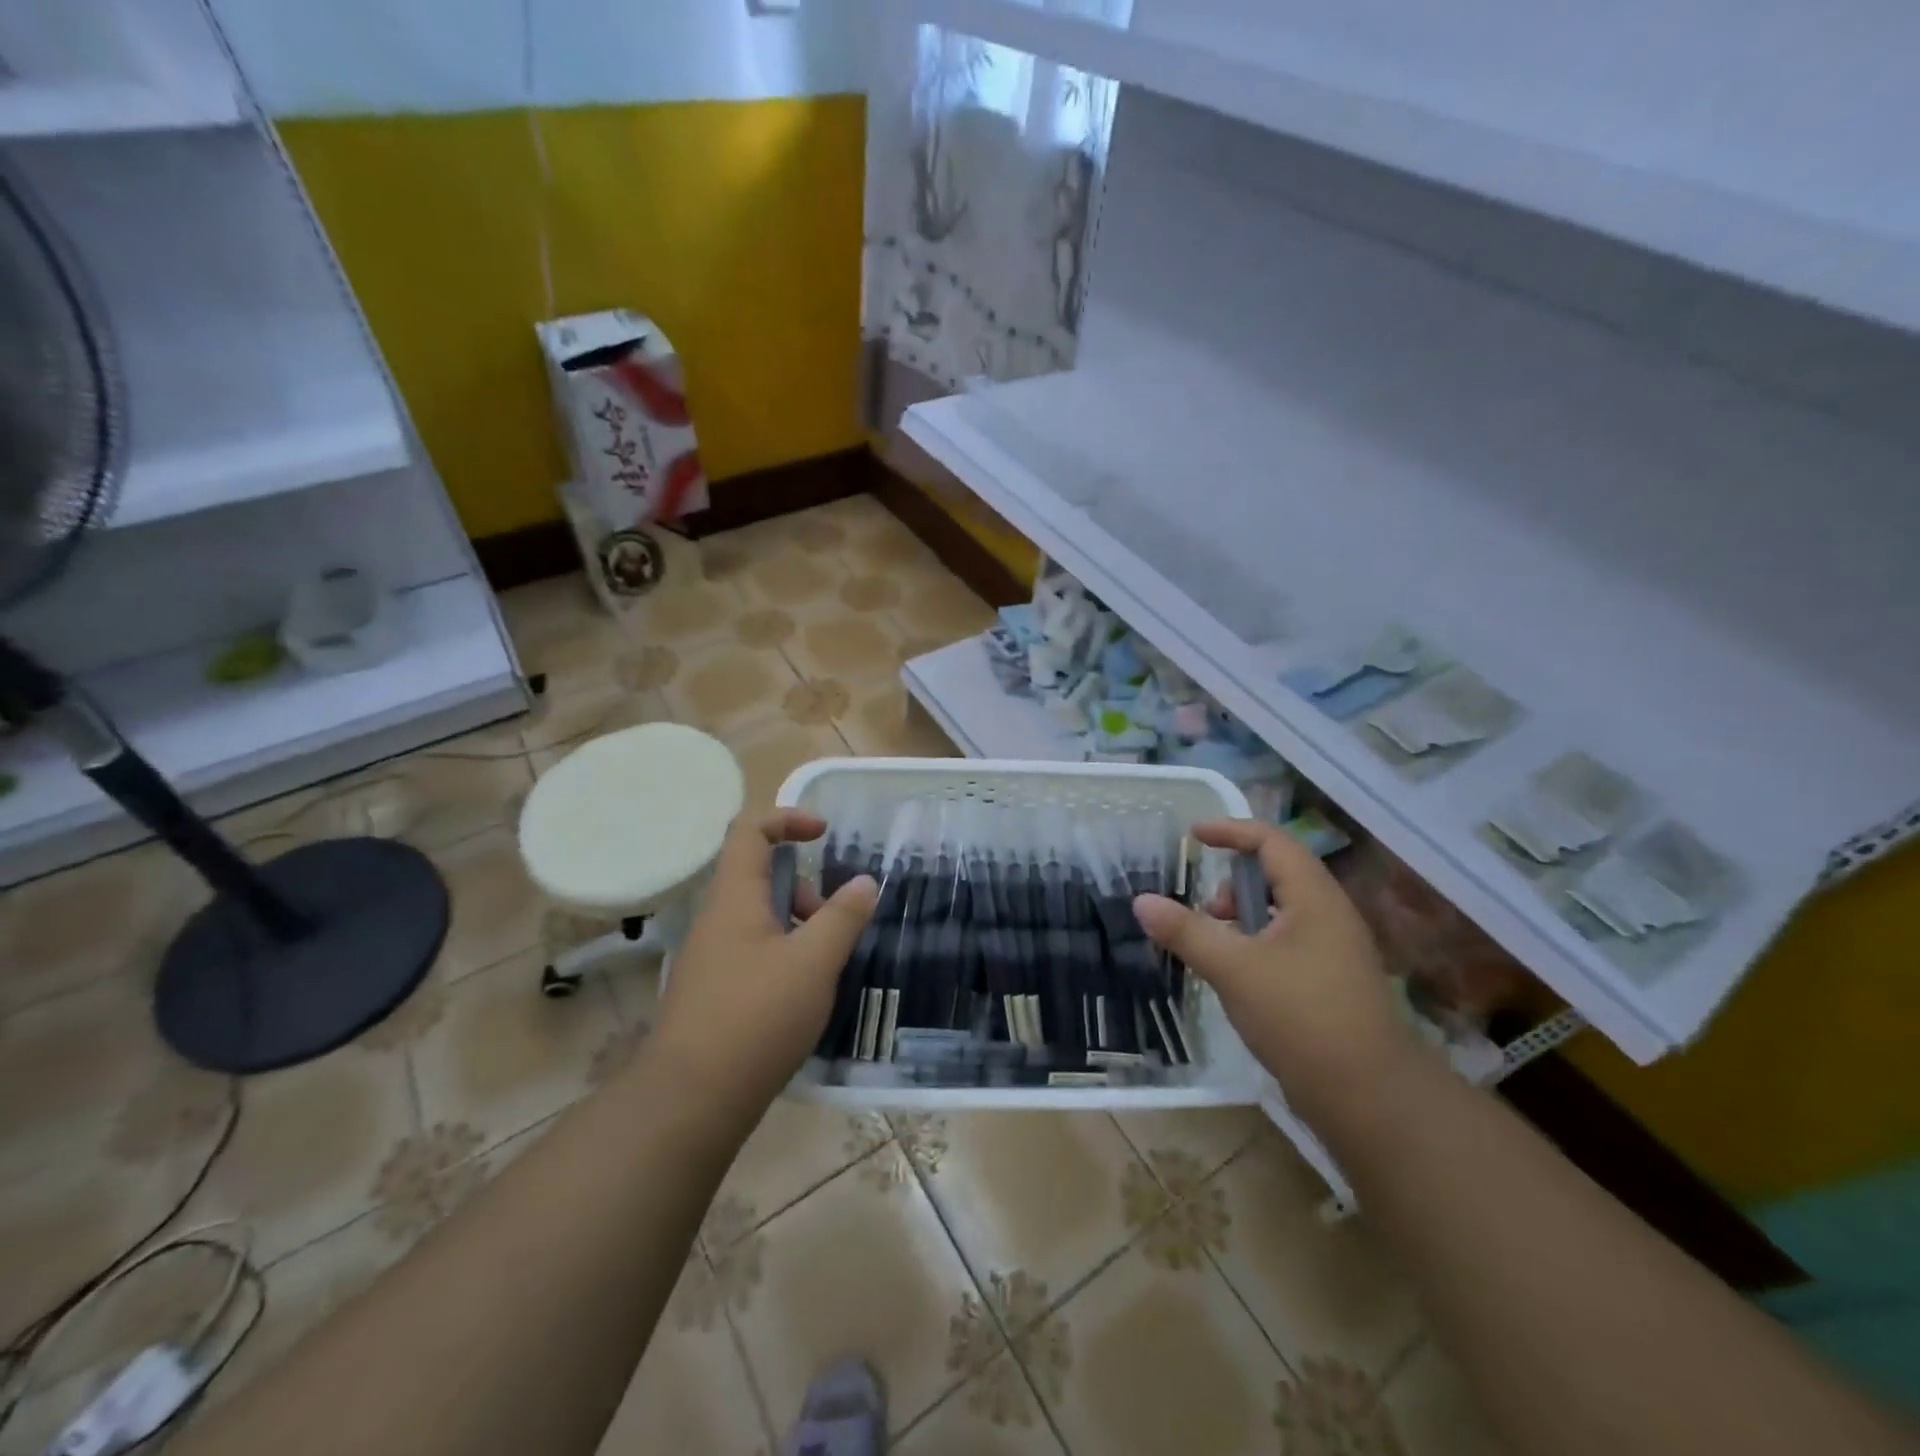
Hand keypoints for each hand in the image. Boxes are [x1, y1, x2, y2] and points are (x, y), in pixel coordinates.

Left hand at [651, 811, 877, 1116]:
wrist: (690, 1101)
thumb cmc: (756, 1017)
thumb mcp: (814, 962)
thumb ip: (843, 916)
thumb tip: (865, 881)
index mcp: (734, 898)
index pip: (750, 831)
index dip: (787, 819)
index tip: (825, 835)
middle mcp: (716, 920)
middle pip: (760, 876)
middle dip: (804, 890)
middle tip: (832, 926)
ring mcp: (709, 958)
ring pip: (759, 919)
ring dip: (797, 927)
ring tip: (824, 967)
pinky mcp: (711, 993)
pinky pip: (752, 952)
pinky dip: (783, 956)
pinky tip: (802, 996)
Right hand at [1132, 818, 1415, 1115]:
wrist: (1370, 1096)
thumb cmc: (1301, 1017)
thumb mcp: (1233, 968)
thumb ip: (1186, 931)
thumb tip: (1141, 901)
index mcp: (1314, 898)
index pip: (1272, 842)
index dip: (1231, 830)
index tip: (1193, 835)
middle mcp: (1329, 915)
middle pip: (1278, 873)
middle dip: (1234, 881)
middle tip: (1205, 909)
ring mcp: (1334, 950)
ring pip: (1281, 911)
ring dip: (1243, 915)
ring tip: (1215, 946)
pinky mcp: (1331, 981)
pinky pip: (1286, 941)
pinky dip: (1255, 942)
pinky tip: (1237, 975)